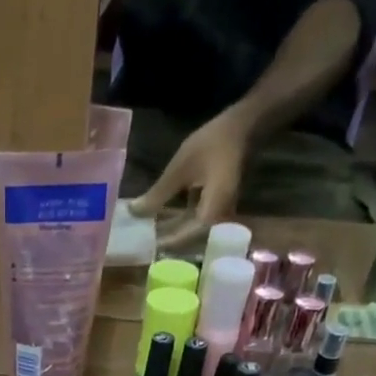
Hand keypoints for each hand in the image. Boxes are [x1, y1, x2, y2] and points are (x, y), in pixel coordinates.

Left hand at [129, 105, 254, 250]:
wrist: (241, 127)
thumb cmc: (212, 144)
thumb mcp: (180, 169)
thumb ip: (158, 194)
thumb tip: (134, 212)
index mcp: (212, 211)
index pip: (187, 237)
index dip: (166, 243)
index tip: (146, 248)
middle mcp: (218, 218)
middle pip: (188, 238)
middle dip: (165, 240)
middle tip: (141, 245)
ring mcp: (216, 214)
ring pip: (189, 230)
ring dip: (169, 231)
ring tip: (146, 234)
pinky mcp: (213, 207)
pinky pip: (193, 220)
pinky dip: (177, 221)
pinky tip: (159, 220)